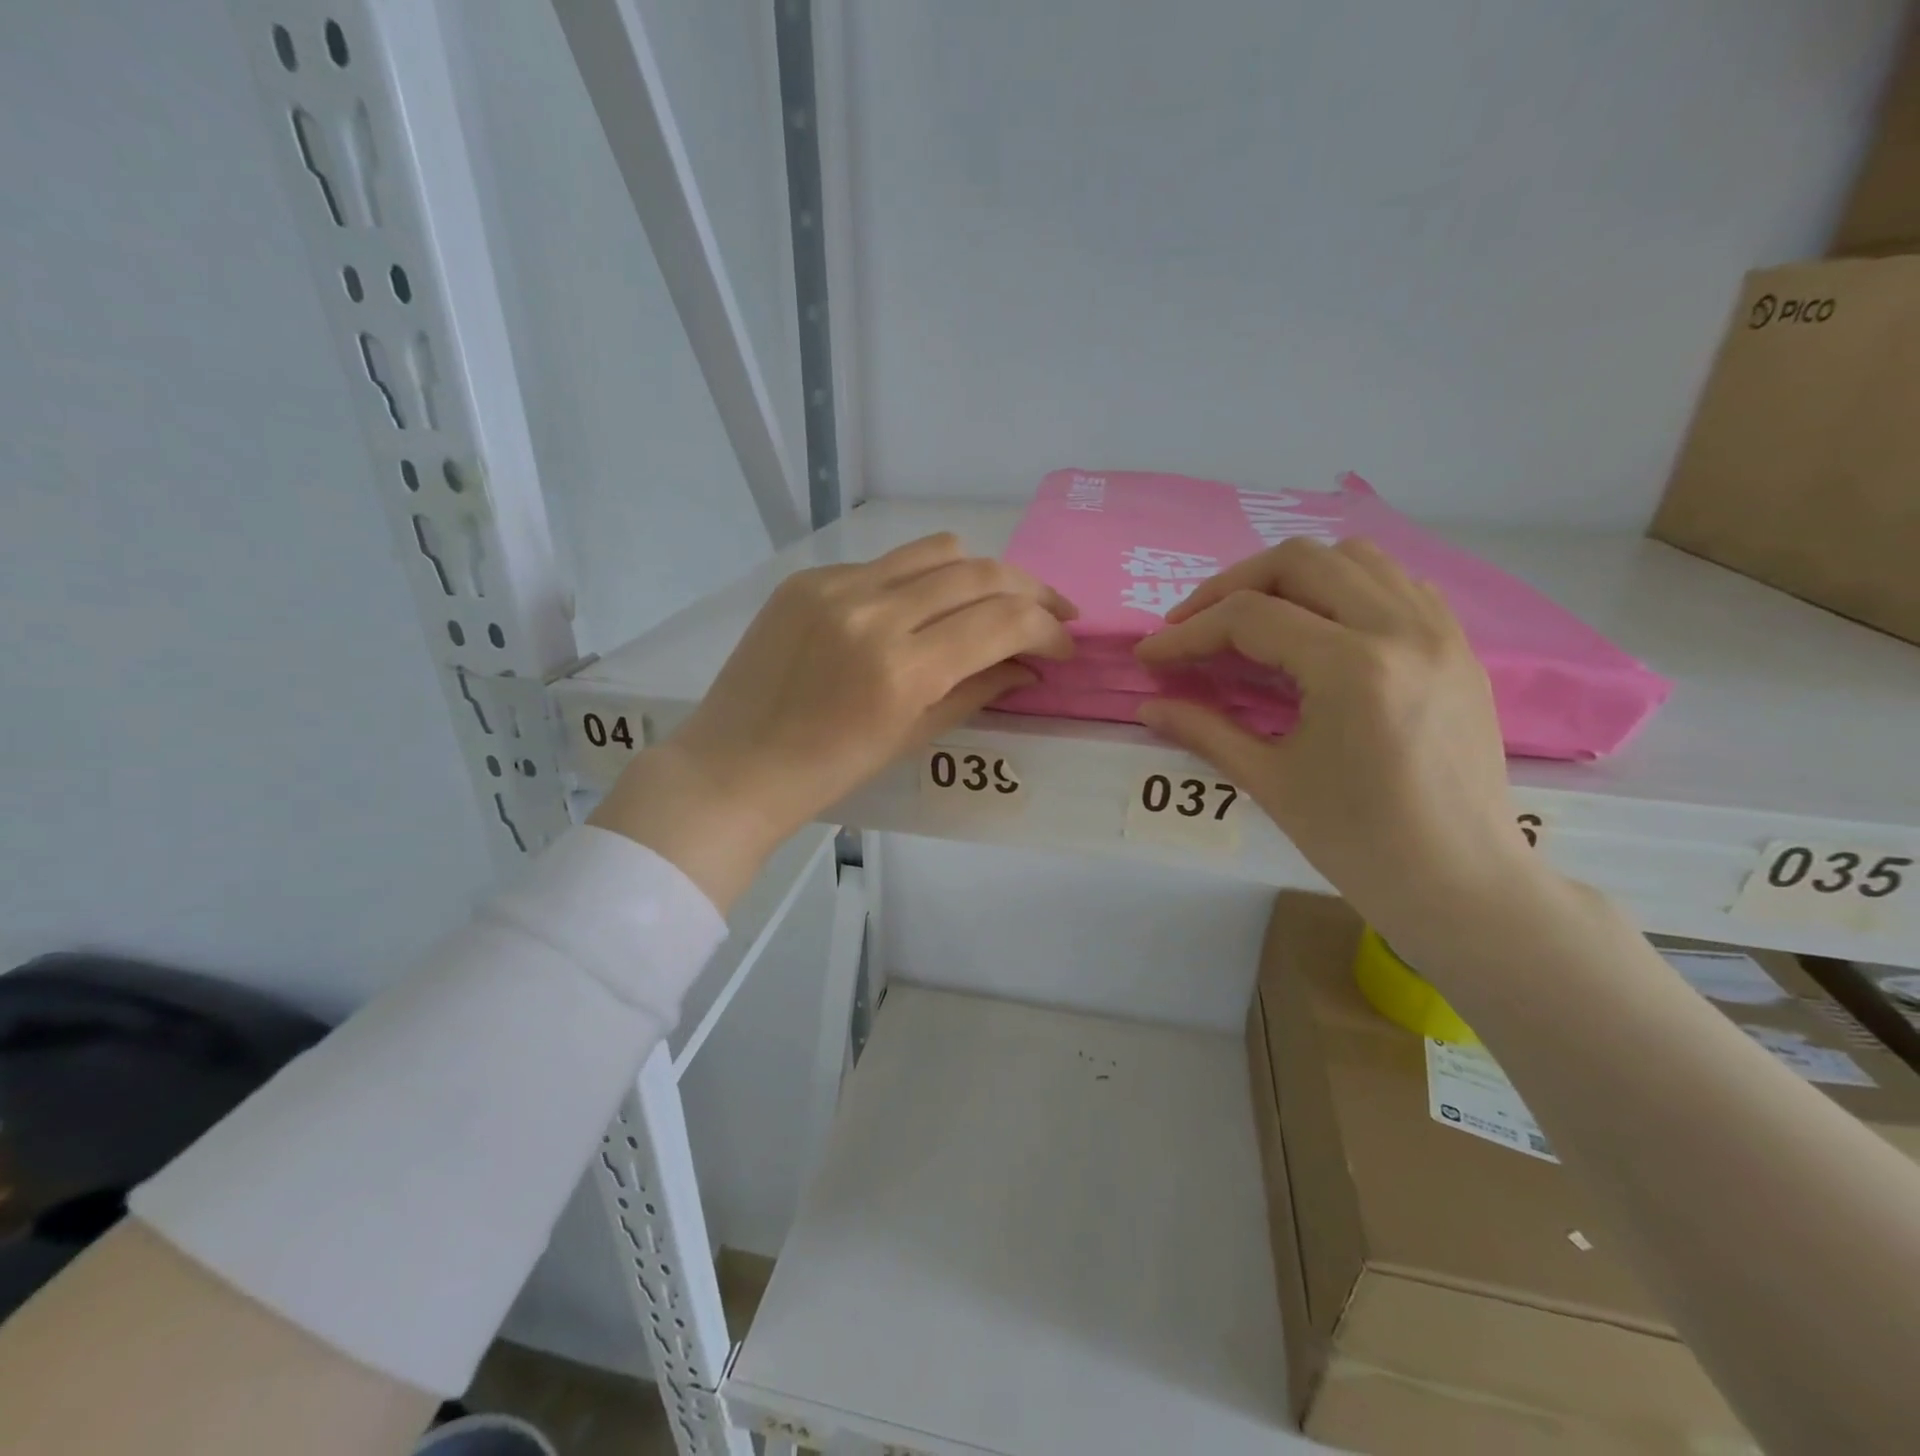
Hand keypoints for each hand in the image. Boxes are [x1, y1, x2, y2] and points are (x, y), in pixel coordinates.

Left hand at [593, 533, 1074, 907]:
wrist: (734, 766)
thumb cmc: (828, 772)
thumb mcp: (912, 737)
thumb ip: (978, 691)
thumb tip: (1029, 667)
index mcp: (903, 669)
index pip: (1004, 621)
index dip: (1048, 628)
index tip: (1064, 646)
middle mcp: (874, 612)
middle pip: (981, 573)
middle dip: (1032, 591)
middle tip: (1053, 612)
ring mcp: (836, 587)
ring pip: (938, 550)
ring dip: (981, 573)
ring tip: (996, 601)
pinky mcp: (808, 578)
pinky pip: (886, 564)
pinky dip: (921, 581)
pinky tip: (920, 610)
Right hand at [1134, 537, 1542, 945]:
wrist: (1459, 882)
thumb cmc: (1358, 841)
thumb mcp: (1269, 781)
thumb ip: (1203, 730)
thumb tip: (1147, 708)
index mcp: (1352, 667)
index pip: (1249, 618)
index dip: (1188, 634)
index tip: (1151, 657)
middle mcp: (1400, 628)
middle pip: (1299, 562)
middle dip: (1230, 586)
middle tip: (1193, 625)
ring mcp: (1439, 631)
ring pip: (1353, 557)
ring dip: (1289, 577)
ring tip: (1252, 619)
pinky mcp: (1458, 646)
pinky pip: (1396, 582)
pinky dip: (1345, 587)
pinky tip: (1319, 627)